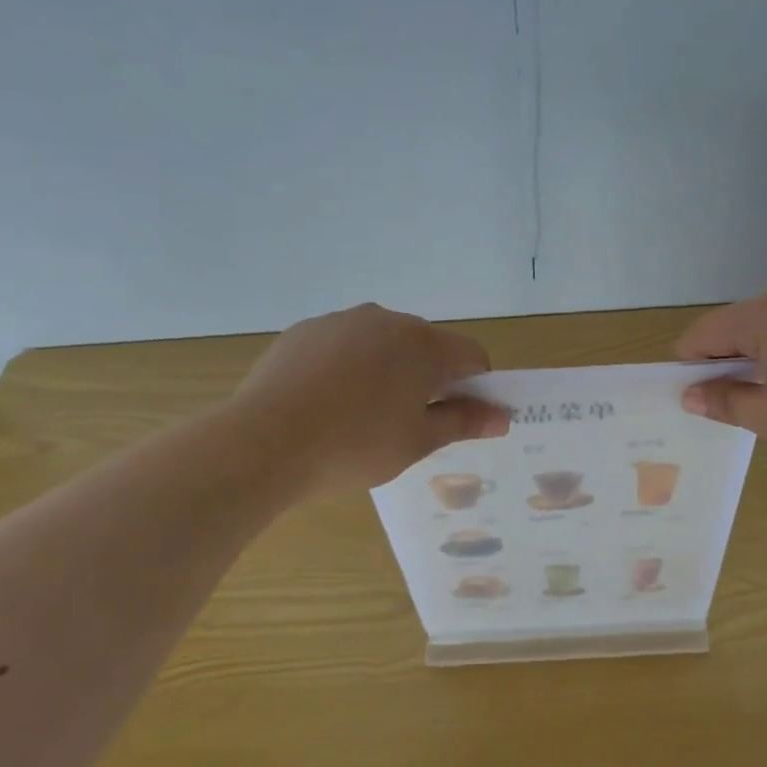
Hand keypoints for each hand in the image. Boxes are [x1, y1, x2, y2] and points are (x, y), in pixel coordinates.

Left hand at [234, 304, 509, 494]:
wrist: (264, 442)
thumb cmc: (355, 446)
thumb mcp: (418, 441)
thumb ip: (464, 422)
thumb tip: (502, 417)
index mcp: (424, 345)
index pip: (472, 356)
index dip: (475, 387)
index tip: (457, 418)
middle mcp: (387, 320)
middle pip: (427, 345)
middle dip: (429, 377)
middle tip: (409, 423)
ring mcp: (341, 321)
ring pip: (383, 343)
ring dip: (388, 370)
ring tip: (361, 415)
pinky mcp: (305, 330)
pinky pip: (344, 344)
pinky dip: (349, 366)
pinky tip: (327, 402)